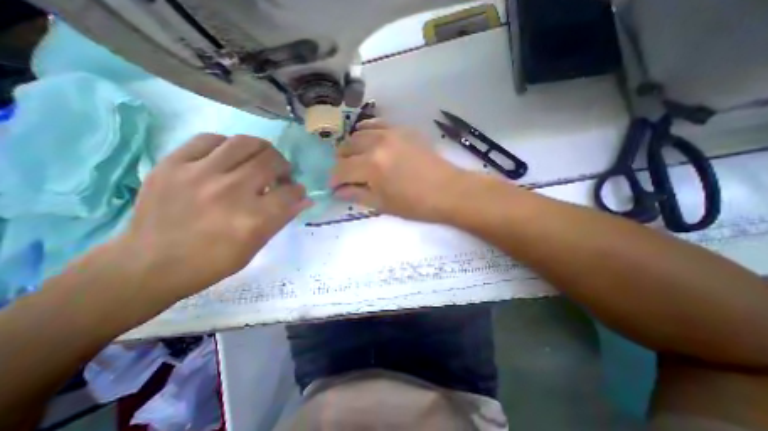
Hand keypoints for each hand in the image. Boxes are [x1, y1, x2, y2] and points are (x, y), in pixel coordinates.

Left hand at [119, 132, 307, 300]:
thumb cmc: (213, 261)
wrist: (149, 265)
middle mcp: (230, 191)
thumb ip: (283, 218)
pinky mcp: (173, 164)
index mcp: (253, 219)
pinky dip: (228, 146)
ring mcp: (199, 174)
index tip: (296, 191)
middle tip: (280, 175)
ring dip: (263, 151)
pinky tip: (229, 158)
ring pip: (246, 143)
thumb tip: (305, 199)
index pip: (290, 192)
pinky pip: (210, 139)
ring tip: (260, 161)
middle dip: (284, 167)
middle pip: (272, 161)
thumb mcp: (257, 245)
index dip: (298, 190)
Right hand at [332, 120, 468, 222]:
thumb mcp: (383, 205)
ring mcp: (391, 132)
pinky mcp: (403, 129)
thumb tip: (338, 191)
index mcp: (371, 166)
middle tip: (346, 174)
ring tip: (357, 159)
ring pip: (359, 133)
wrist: (449, 191)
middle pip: (346, 147)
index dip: (334, 180)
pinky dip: (368, 133)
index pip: (340, 170)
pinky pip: (377, 124)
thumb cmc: (416, 204)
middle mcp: (377, 143)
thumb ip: (357, 195)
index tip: (335, 187)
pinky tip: (371, 143)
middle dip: (341, 162)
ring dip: (353, 147)